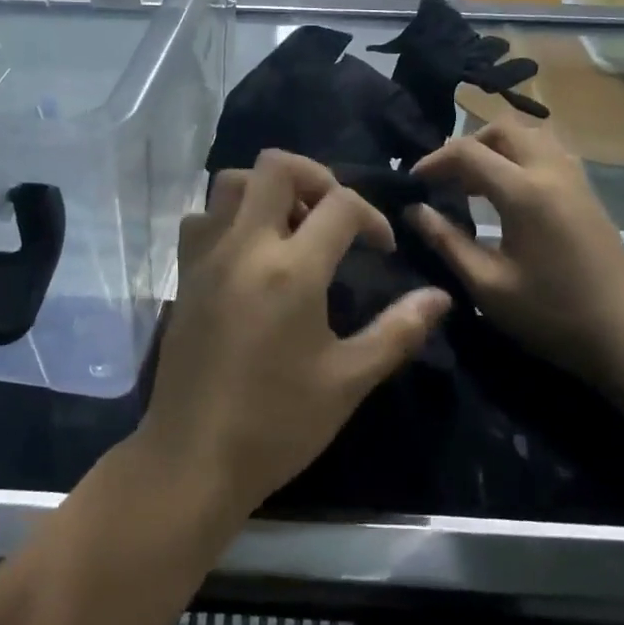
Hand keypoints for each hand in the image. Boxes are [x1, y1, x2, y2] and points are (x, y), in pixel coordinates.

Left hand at [138, 150, 451, 518]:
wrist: (192, 458)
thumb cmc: (276, 424)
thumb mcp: (348, 380)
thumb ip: (397, 331)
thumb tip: (440, 297)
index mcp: (291, 270)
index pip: (339, 204)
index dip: (371, 216)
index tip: (382, 248)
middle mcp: (244, 246)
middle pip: (276, 166)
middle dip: (315, 176)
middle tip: (334, 213)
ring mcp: (206, 257)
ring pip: (231, 182)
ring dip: (268, 190)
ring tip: (293, 228)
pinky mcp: (183, 274)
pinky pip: (203, 217)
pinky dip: (230, 216)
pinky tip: (250, 253)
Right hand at [408, 119, 623, 383]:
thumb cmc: (553, 317)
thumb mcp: (488, 286)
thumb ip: (447, 242)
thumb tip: (414, 210)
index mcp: (525, 192)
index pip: (467, 152)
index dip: (433, 161)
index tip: (413, 184)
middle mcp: (552, 171)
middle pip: (502, 129)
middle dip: (466, 146)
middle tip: (445, 180)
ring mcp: (576, 179)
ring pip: (530, 135)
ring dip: (497, 147)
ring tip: (475, 183)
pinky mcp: (589, 193)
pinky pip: (549, 152)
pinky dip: (521, 156)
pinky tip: (509, 193)